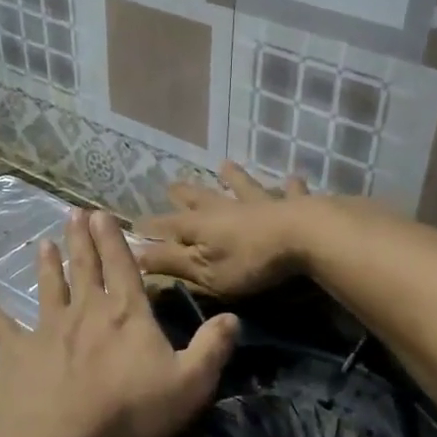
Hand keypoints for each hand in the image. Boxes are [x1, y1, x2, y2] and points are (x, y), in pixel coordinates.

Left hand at [0, 209, 238, 436]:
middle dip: (81, 240)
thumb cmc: (129, 412)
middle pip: (84, 268)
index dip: (114, 239)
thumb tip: (233, 317)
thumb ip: (212, 348)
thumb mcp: (189, 384)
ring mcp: (46, 330)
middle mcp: (86, 312)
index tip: (102, 213)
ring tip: (42, 244)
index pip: (123, 267)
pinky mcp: (16, 354)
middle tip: (73, 213)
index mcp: (126, 315)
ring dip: (47, 266)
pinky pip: (2, 329)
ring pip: (48, 289)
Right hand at [132, 161, 321, 298]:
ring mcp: (260, 202)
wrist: (303, 237)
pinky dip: (290, 186)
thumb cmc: (250, 262)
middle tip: (171, 185)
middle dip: (184, 194)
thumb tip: (134, 254)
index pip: (167, 226)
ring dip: (233, 177)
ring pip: (242, 186)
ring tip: (225, 165)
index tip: (134, 225)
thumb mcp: (204, 271)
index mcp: (201, 226)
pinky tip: (293, 177)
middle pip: (200, 198)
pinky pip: (290, 192)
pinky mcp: (292, 204)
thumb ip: (171, 262)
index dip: (150, 227)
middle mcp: (226, 207)